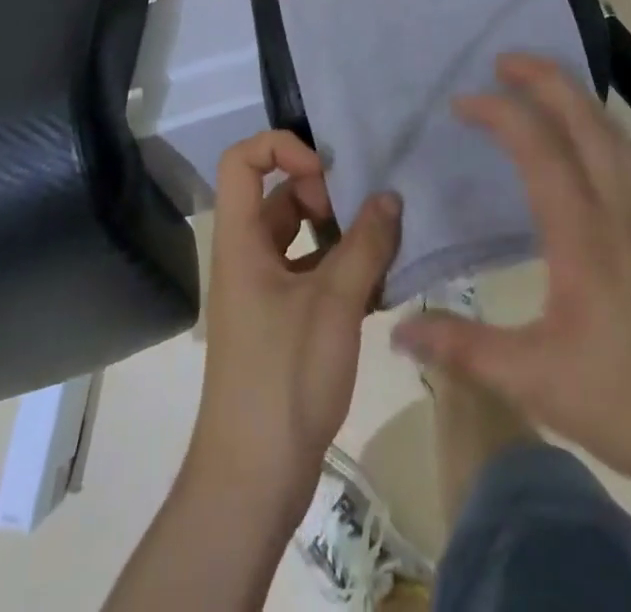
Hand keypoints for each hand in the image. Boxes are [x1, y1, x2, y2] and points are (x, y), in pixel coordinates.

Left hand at [187, 130, 401, 521]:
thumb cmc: (285, 379)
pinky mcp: (282, 322)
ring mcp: (264, 292)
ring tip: (385, 249)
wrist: (253, 481)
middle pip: (279, 196)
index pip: (242, 161)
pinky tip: (381, 287)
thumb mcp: (333, 304)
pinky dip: (343, 270)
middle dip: (325, 196)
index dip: (282, 148)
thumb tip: (390, 197)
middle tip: (366, 217)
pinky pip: (312, 274)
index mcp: (241, 241)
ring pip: (302, 237)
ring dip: (341, 236)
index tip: (327, 175)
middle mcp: (247, 257)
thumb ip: (365, 244)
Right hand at [392, 54, 630, 491]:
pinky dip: (627, 147)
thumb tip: (398, 330)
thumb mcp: (533, 380)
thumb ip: (463, 349)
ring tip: (549, 90)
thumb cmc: (628, 403)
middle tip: (505, 61)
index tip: (461, 103)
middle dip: (545, 80)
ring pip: (619, 140)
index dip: (499, 113)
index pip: (537, 149)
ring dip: (582, 103)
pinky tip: (616, 153)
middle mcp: (619, 212)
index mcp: (582, 234)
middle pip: (585, 122)